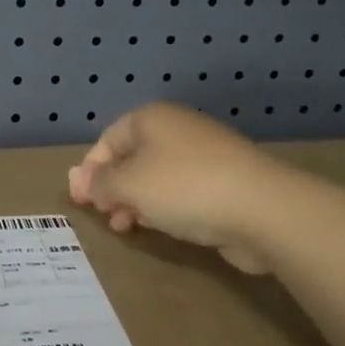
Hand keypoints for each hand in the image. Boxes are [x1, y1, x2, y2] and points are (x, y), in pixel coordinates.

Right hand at [68, 102, 271, 273]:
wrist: (263, 209)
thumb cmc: (184, 187)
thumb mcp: (128, 184)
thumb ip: (100, 183)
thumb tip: (81, 180)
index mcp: (151, 118)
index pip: (108, 139)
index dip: (90, 170)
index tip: (81, 201)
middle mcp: (177, 130)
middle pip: (132, 157)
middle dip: (112, 187)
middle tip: (103, 214)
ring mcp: (204, 155)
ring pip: (156, 176)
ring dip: (135, 200)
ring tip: (126, 226)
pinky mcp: (224, 182)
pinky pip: (181, 191)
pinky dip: (164, 206)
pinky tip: (160, 226)